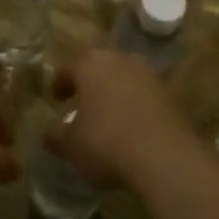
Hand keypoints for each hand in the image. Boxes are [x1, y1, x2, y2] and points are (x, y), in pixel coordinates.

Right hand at [44, 49, 191, 190]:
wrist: (163, 158)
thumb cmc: (105, 144)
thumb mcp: (70, 145)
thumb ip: (56, 136)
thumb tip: (49, 134)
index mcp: (91, 64)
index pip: (69, 68)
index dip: (59, 84)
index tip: (55, 99)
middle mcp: (121, 60)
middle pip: (99, 68)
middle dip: (89, 84)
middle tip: (80, 104)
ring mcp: (149, 75)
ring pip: (124, 79)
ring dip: (113, 93)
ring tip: (106, 117)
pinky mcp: (170, 94)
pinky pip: (144, 96)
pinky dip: (134, 106)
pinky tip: (130, 128)